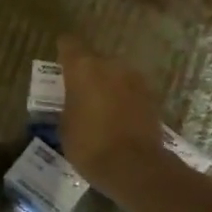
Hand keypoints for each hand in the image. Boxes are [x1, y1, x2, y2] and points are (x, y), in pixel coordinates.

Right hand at [59, 36, 170, 199]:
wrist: (134, 166)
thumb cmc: (89, 145)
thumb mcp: (65, 125)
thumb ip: (68, 103)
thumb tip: (74, 99)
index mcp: (83, 68)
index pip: (69, 45)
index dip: (63, 51)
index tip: (59, 61)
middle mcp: (111, 66)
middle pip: (95, 61)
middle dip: (87, 73)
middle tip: (78, 93)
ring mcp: (135, 79)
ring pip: (115, 75)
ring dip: (107, 85)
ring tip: (99, 107)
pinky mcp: (151, 96)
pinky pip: (130, 91)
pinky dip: (123, 99)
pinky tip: (117, 117)